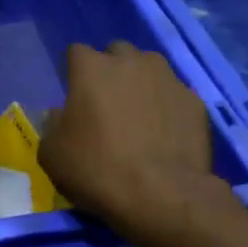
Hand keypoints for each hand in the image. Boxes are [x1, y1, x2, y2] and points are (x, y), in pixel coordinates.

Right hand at [41, 41, 220, 239]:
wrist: (162, 194)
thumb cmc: (97, 170)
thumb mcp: (52, 154)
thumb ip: (52, 125)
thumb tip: (59, 114)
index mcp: (91, 68)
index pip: (76, 52)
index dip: (74, 72)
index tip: (74, 96)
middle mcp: (131, 62)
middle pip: (116, 52)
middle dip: (110, 70)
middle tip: (106, 103)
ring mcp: (167, 78)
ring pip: (150, 67)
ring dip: (140, 82)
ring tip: (139, 114)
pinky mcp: (194, 100)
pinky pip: (174, 94)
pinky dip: (167, 106)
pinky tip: (164, 132)